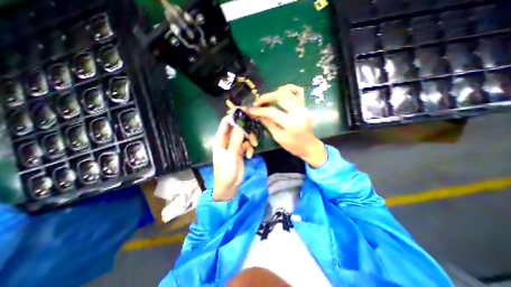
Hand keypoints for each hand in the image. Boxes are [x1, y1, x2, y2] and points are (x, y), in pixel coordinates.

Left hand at [212, 116, 253, 199]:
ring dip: (250, 139)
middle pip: (236, 128)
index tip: (244, 112)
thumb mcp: (231, 155)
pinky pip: (246, 145)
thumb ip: (236, 140)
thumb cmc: (226, 172)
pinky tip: (250, 155)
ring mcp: (234, 146)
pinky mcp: (240, 152)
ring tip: (254, 145)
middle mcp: (227, 141)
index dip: (234, 116)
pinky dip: (249, 149)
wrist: (229, 187)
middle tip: (254, 124)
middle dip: (245, 127)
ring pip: (243, 136)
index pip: (225, 123)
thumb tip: (240, 125)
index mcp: (220, 140)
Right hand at [249, 84, 327, 167]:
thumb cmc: (293, 146)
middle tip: (257, 102)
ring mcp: (302, 107)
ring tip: (267, 98)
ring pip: (289, 91)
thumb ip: (268, 124)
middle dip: (266, 97)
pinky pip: (299, 92)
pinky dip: (290, 88)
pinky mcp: (304, 106)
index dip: (260, 110)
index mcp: (290, 123)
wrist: (309, 146)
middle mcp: (298, 112)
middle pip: (280, 97)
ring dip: (275, 92)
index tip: (251, 110)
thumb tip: (259, 114)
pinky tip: (280, 91)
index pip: (272, 112)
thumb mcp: (278, 137)